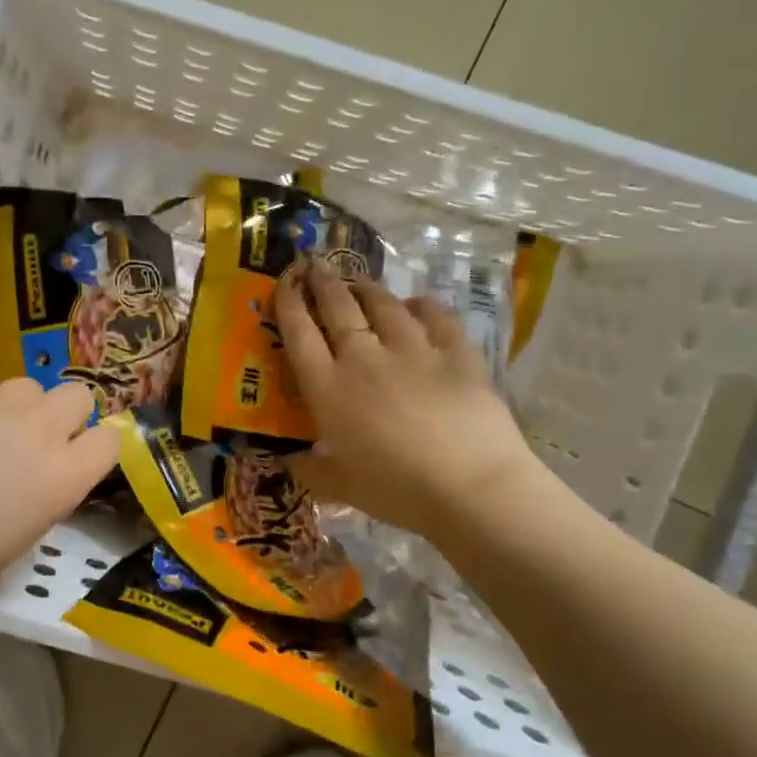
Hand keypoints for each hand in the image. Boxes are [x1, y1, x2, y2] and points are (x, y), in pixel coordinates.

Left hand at [0, 378, 118, 607]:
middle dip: (65, 415)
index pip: (110, 440)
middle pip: (78, 395)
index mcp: (62, 478)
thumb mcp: (17, 541)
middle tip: (33, 442)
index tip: (78, 459)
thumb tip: (38, 478)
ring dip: (17, 408)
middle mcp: (38, 431)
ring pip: (27, 387)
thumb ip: (42, 497)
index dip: (96, 448)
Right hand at [276, 263, 538, 541]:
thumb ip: (310, 469)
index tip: (285, 281)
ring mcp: (413, 350)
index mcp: (329, 388)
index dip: (288, 303)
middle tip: (316, 264)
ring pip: (384, 305)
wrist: (471, 487)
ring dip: (368, 289)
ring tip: (360, 281)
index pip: (299, 334)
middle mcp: (364, 358)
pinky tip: (418, 303)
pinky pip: (436, 318)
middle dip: (324, 282)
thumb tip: (287, 461)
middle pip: (339, 307)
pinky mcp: (456, 353)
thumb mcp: (342, 488)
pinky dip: (424, 306)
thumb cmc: (397, 491)